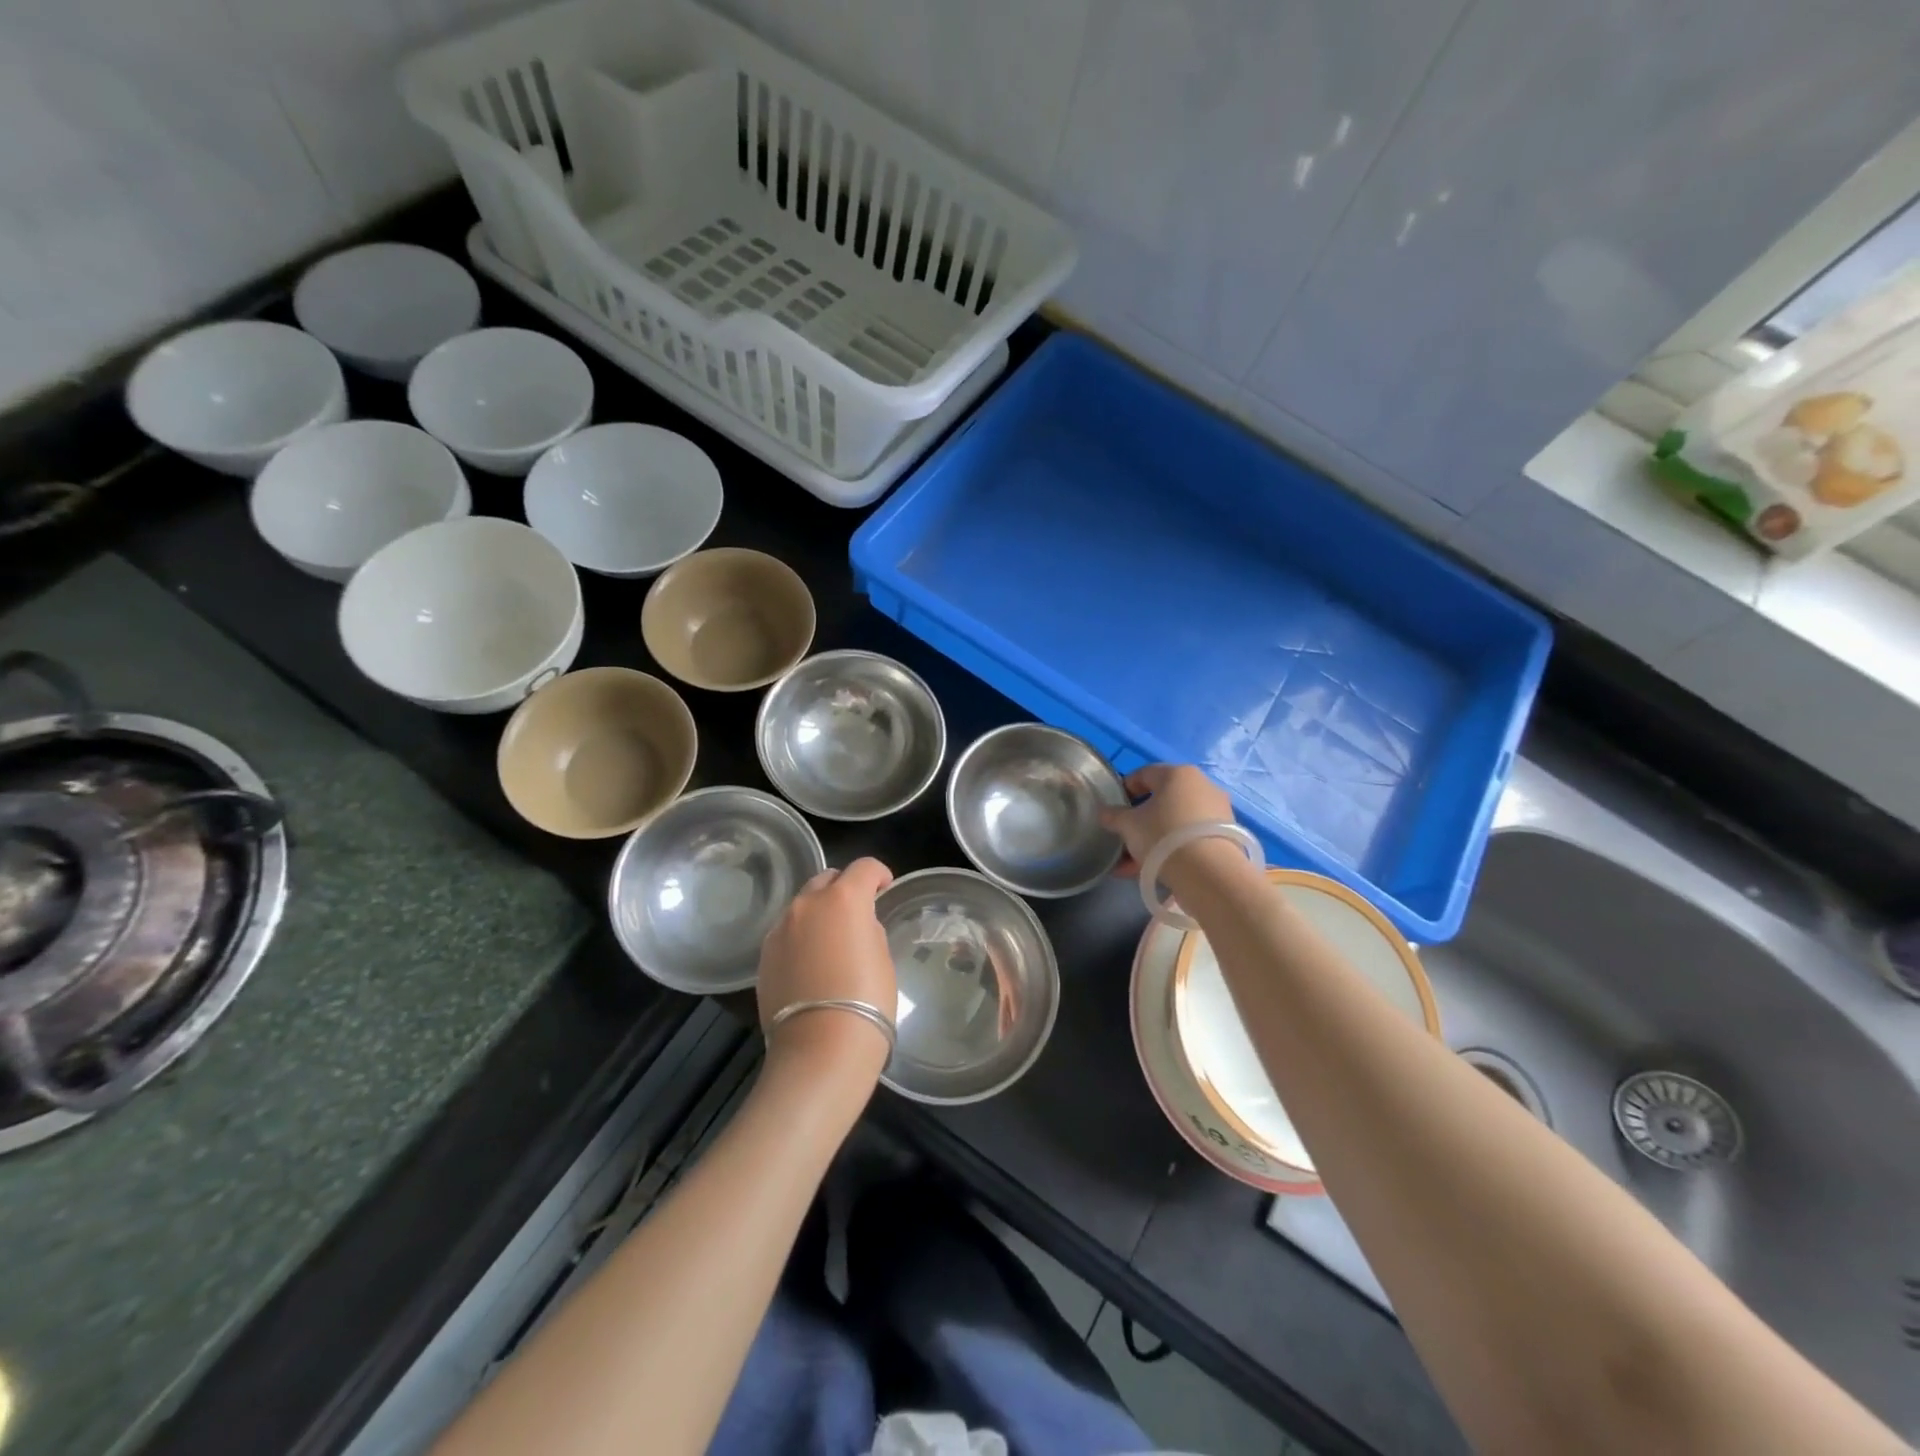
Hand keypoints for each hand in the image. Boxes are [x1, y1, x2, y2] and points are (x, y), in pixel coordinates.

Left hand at [756, 857, 896, 1084]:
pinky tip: (811, 965)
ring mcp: (780, 929)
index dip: (879, 875)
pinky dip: (801, 937)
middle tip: (858, 913)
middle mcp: (807, 904)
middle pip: (827, 879)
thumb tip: (857, 924)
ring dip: (819, 913)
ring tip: (832, 941)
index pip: (864, 867)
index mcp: (844, 898)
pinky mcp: (765, 956)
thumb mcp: (882, 957)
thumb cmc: (866, 1000)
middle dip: (844, 888)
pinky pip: (787, 933)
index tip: (885, 889)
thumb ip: (868, 928)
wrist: (820, 1049)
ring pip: (802, 906)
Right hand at [1098, 764, 1238, 882]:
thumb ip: (1113, 816)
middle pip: (1162, 799)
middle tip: (1125, 839)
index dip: (1125, 790)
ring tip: (1135, 863)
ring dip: (1154, 838)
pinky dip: (1173, 848)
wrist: (1209, 872)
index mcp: (1177, 774)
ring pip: (1176, 821)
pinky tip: (1156, 869)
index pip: (1144, 774)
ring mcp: (1217, 810)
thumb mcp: (1128, 825)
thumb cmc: (1162, 836)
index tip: (1114, 810)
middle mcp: (1201, 785)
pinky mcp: (1226, 835)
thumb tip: (1104, 812)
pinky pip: (1191, 837)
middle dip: (1140, 820)